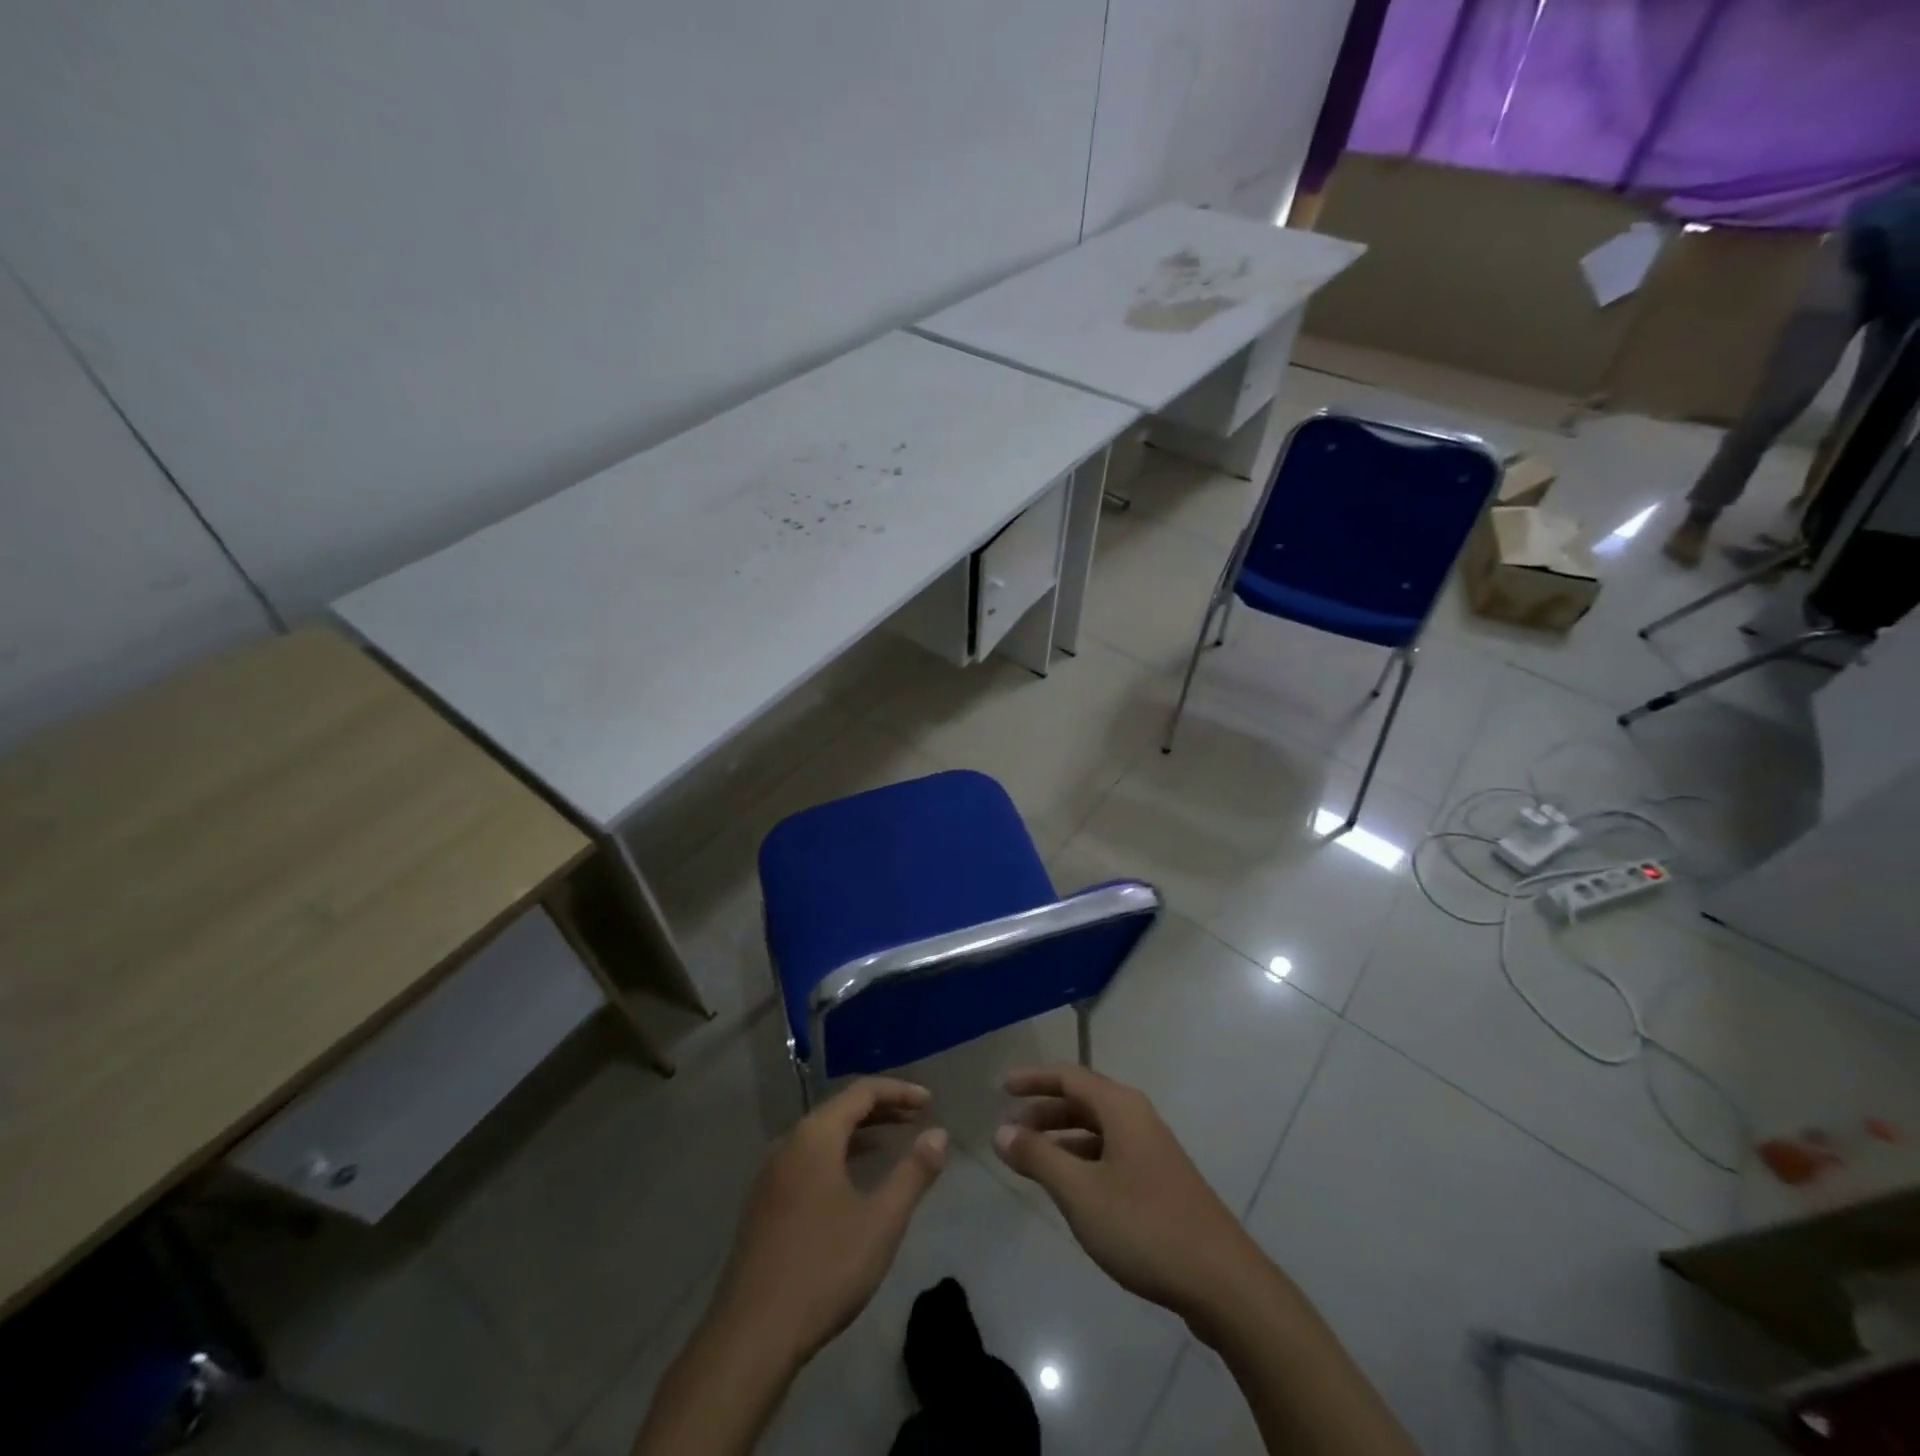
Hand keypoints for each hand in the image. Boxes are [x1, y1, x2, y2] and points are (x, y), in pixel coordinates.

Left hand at [711, 1078, 947, 1366]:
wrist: (752, 1336)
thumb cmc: (824, 1269)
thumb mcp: (881, 1221)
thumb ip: (913, 1173)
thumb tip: (939, 1134)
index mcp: (815, 1137)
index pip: (862, 1092)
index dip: (899, 1092)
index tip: (930, 1102)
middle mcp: (789, 1144)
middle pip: (840, 1109)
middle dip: (881, 1109)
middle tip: (918, 1117)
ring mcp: (771, 1175)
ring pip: (822, 1136)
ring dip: (860, 1133)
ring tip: (893, 1143)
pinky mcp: (764, 1204)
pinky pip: (808, 1160)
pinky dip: (838, 1155)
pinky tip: (854, 1181)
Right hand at [993, 1065, 1264, 1327]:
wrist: (1222, 1282)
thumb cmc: (1144, 1226)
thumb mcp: (1080, 1192)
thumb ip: (1038, 1157)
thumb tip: (1001, 1130)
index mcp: (1121, 1108)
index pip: (1069, 1076)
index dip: (1033, 1079)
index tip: (1001, 1088)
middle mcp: (1137, 1118)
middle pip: (1083, 1100)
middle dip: (1044, 1110)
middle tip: (1010, 1129)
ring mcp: (1152, 1151)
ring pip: (1097, 1130)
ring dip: (1062, 1138)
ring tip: (1030, 1159)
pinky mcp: (1160, 1182)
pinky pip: (1110, 1155)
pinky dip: (1082, 1160)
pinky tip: (1069, 1188)